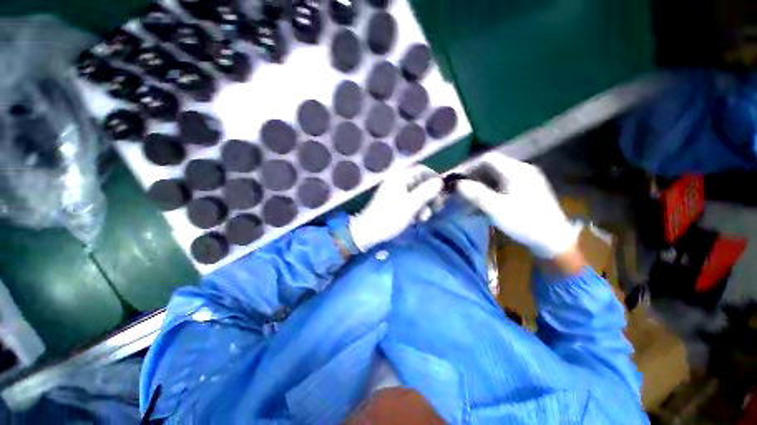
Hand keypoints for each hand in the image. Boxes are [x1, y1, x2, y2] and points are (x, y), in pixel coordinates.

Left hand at [350, 165, 442, 251]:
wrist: (368, 232)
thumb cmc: (389, 218)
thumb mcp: (410, 206)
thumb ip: (425, 192)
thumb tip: (440, 181)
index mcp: (399, 178)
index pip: (421, 170)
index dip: (433, 178)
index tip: (441, 191)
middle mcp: (397, 182)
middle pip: (420, 182)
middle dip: (429, 195)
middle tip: (436, 208)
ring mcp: (394, 192)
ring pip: (416, 193)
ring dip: (423, 204)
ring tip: (424, 218)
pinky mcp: (393, 202)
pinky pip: (409, 201)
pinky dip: (415, 208)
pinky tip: (416, 219)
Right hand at [456, 154, 578, 258]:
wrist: (553, 239)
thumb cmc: (524, 222)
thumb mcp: (497, 209)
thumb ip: (476, 194)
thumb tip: (458, 184)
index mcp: (516, 171)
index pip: (487, 159)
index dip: (470, 167)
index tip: (458, 179)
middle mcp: (522, 170)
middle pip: (492, 166)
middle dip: (475, 177)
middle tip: (463, 190)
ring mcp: (527, 179)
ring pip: (498, 176)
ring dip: (482, 184)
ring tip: (472, 197)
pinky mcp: (529, 189)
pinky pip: (505, 183)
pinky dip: (492, 189)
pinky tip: (487, 202)